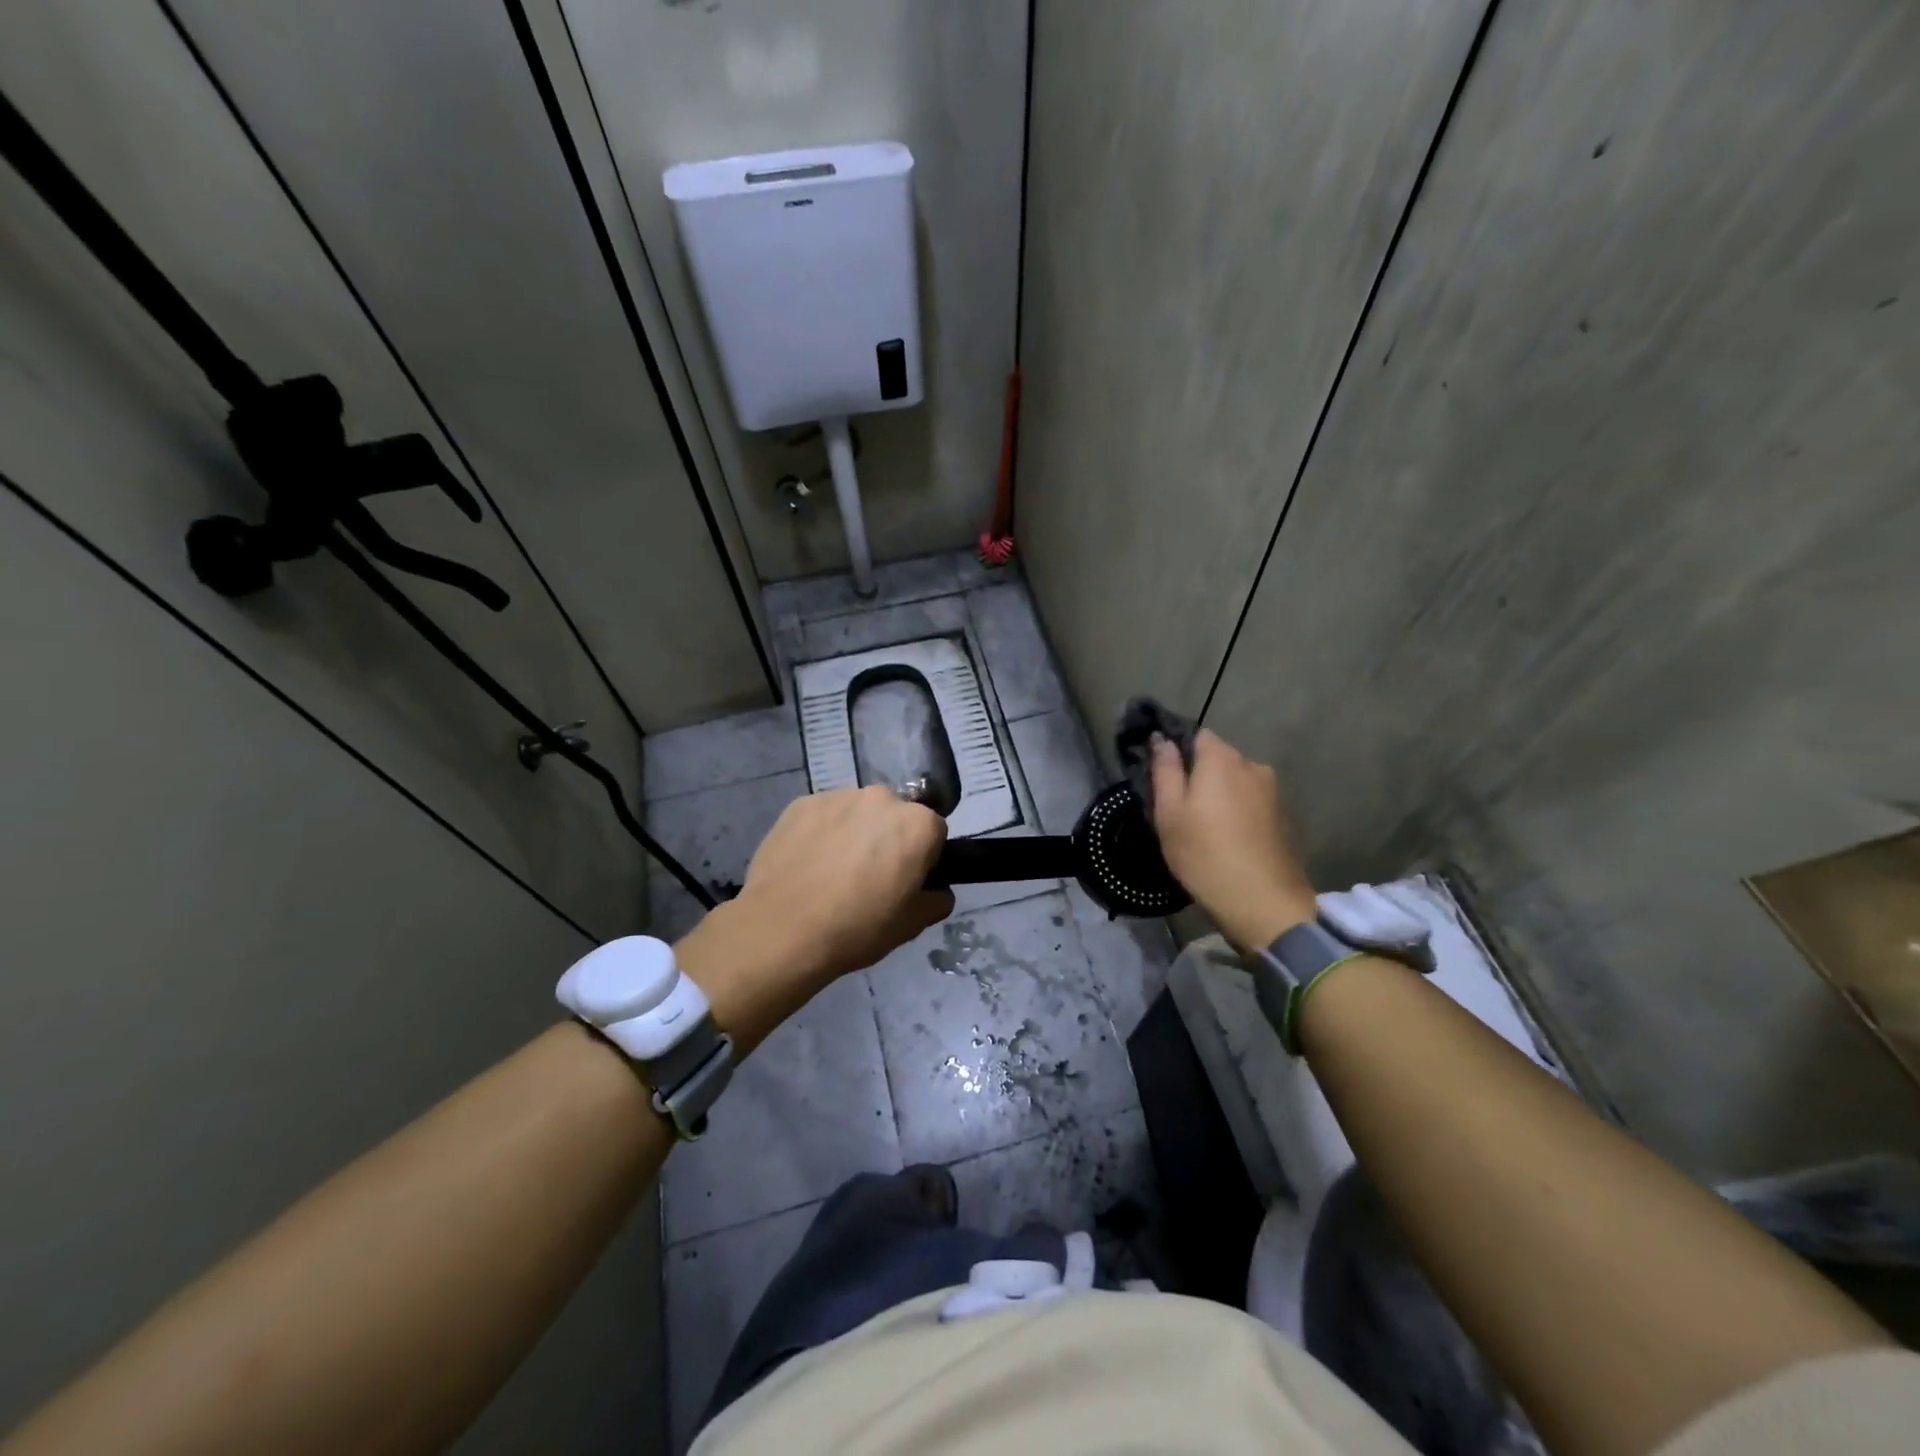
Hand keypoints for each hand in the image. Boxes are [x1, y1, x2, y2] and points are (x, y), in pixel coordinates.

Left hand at [681, 786, 951, 1022]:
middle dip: (889, 838)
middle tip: (870, 876)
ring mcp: (839, 796)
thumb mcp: (911, 926)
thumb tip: (936, 890)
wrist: (782, 929)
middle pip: (895, 815)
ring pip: (858, 812)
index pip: (934, 832)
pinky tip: (808, 865)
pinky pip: (823, 815)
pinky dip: (822, 832)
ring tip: (833, 871)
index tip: (906, 881)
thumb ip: (936, 900)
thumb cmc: (857, 928)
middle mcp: (882, 798)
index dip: (923, 858)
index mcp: (918, 824)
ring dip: (854, 832)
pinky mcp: (801, 803)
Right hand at [1150, 728, 1317, 949]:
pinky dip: (1237, 811)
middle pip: (1217, 758)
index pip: (1196, 734)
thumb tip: (1161, 738)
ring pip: (1235, 781)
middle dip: (1198, 773)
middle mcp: (1252, 765)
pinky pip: (1251, 801)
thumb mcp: (1169, 812)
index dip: (1176, 748)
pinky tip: (1226, 837)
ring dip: (1219, 794)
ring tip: (1202, 825)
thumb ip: (1165, 770)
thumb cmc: (1204, 853)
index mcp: (1221, 759)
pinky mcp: (1283, 816)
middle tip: (1177, 805)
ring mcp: (1272, 791)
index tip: (1161, 773)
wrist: (1262, 902)